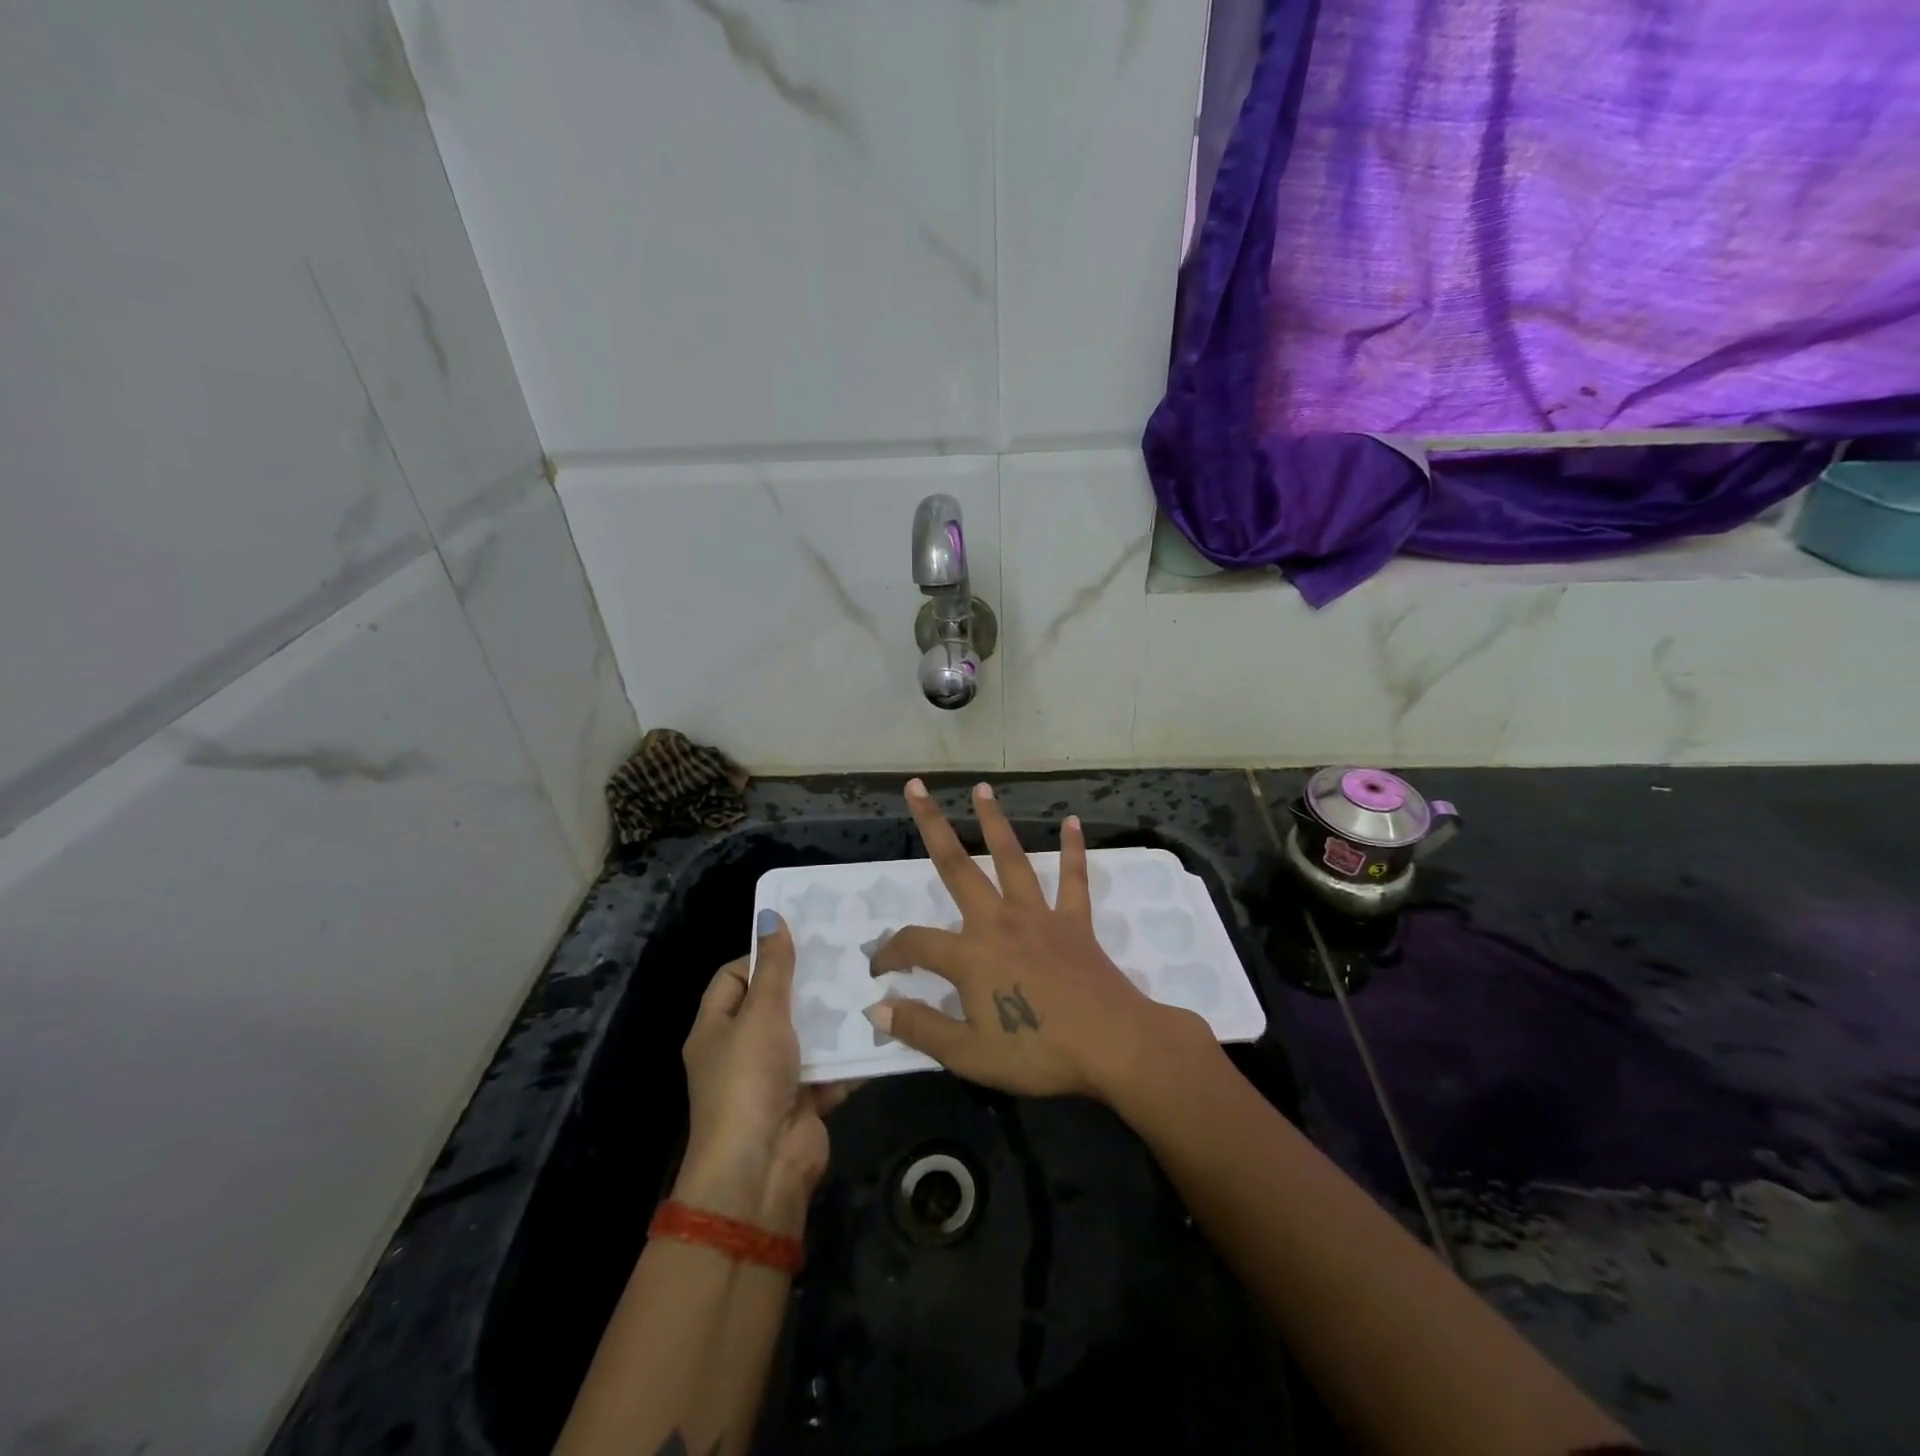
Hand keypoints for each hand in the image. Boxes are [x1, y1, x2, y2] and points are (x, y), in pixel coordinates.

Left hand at [677, 913, 850, 1232]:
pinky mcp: (805, 1100)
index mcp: (715, 1028)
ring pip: (808, 1035)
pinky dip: (851, 1053)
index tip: (801, 942)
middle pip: (775, 1005)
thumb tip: (771, 915)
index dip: (762, 957)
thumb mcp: (761, 1014)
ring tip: (871, 981)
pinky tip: (881, 1025)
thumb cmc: (749, 1080)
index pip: (733, 977)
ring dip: (835, 1017)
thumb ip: (774, 967)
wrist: (761, 1169)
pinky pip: (831, 1067)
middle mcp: (741, 1050)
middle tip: (847, 954)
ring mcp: (774, 1078)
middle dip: (808, 984)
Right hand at [866, 780, 1201, 1100]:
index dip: (890, 954)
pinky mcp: (1074, 921)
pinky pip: (1073, 878)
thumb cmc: (1038, 1052)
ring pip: (1012, 858)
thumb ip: (921, 1028)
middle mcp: (999, 921)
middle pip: (958, 867)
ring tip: (981, 787)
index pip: (915, 944)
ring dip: (994, 821)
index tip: (878, 969)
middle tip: (917, 787)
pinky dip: (1073, 849)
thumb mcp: (968, 1055)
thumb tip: (877, 1008)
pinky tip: (1072, 821)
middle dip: (933, 825)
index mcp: (970, 956)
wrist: (1113, 1046)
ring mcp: (1039, 916)